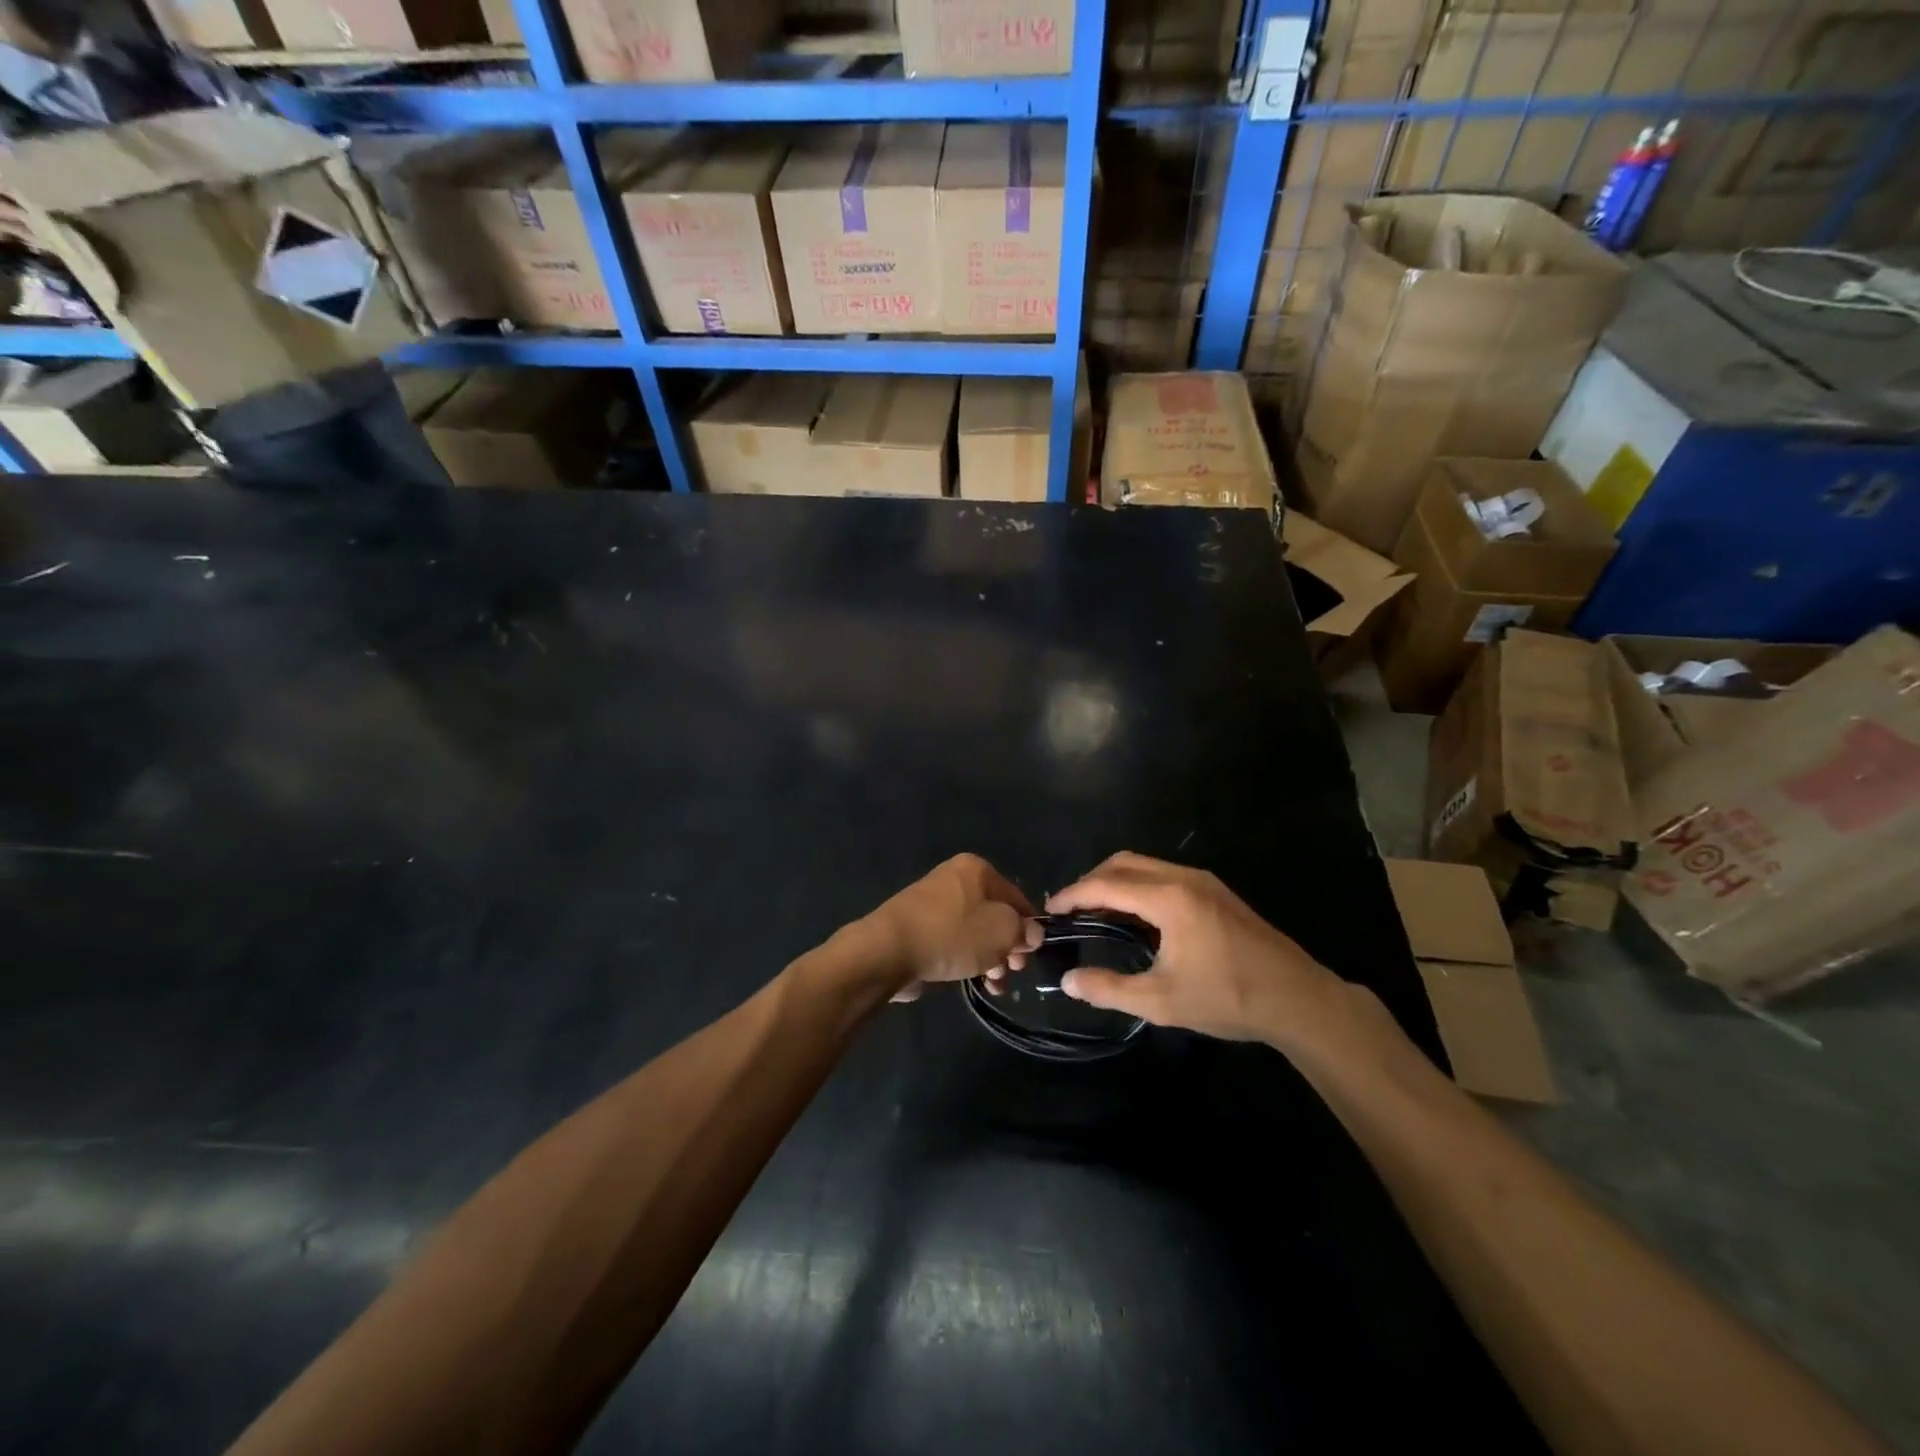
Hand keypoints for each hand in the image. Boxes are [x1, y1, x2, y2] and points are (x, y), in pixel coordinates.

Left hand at [860, 854, 1041, 1002]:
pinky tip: (977, 983)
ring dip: (991, 958)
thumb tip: (1031, 933)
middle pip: (995, 914)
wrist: (889, 951)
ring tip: (995, 984)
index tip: (1034, 954)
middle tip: (1014, 970)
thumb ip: (1024, 931)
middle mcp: (955, 880)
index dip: (1030, 925)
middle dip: (1009, 945)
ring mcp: (934, 905)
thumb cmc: (953, 934)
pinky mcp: (919, 929)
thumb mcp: (1002, 931)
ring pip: (975, 932)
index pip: (1016, 896)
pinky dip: (967, 960)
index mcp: (976, 869)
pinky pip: (953, 943)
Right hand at [1043, 852, 1353, 1047]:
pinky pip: (1164, 875)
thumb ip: (1109, 989)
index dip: (1073, 895)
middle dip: (1091, 881)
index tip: (1050, 911)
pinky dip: (1138, 886)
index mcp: (1169, 898)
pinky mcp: (1216, 891)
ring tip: (1096, 913)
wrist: (1299, 999)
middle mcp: (1184, 878)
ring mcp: (1203, 881)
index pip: (1106, 884)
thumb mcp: (1162, 1001)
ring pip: (1145, 865)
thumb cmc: (1229, 998)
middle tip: (1070, 911)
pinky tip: (1134, 917)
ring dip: (1115, 881)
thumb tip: (1067, 981)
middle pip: (1123, 863)